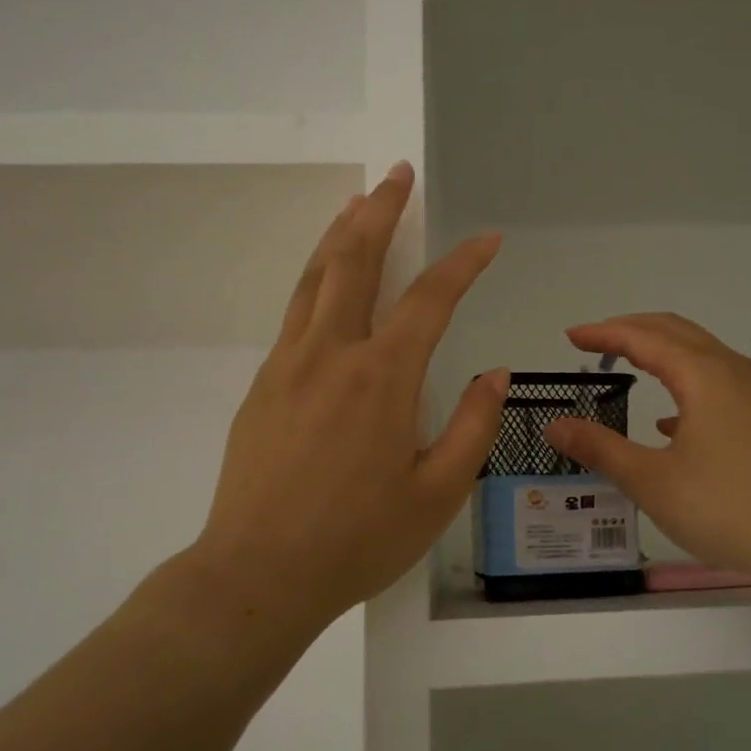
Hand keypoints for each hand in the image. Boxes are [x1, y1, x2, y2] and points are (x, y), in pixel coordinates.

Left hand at [187, 163, 506, 624]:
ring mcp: (288, 364)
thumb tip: (493, 376)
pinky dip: (317, 277)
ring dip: (340, 233)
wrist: (256, 575)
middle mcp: (331, 353)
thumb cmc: (358, 540)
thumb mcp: (437, 493)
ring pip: (315, 277)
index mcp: (382, 377)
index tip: (487, 239)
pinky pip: (296, 311)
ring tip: (357, 202)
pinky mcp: (262, 383)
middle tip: (397, 175)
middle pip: (355, 260)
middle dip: (380, 211)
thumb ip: (472, 427)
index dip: (464, 263)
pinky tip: (328, 280)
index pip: (430, 299)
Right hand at [544, 313, 750, 593]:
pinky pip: (720, 382)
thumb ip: (601, 449)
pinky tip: (671, 422)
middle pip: (676, 331)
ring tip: (629, 367)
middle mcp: (733, 371)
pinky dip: (686, 384)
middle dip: (632, 330)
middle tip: (594, 342)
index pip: (644, 337)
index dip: (604, 333)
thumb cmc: (729, 507)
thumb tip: (555, 425)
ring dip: (662, 352)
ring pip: (702, 354)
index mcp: (704, 375)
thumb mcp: (653, 481)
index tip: (570, 336)